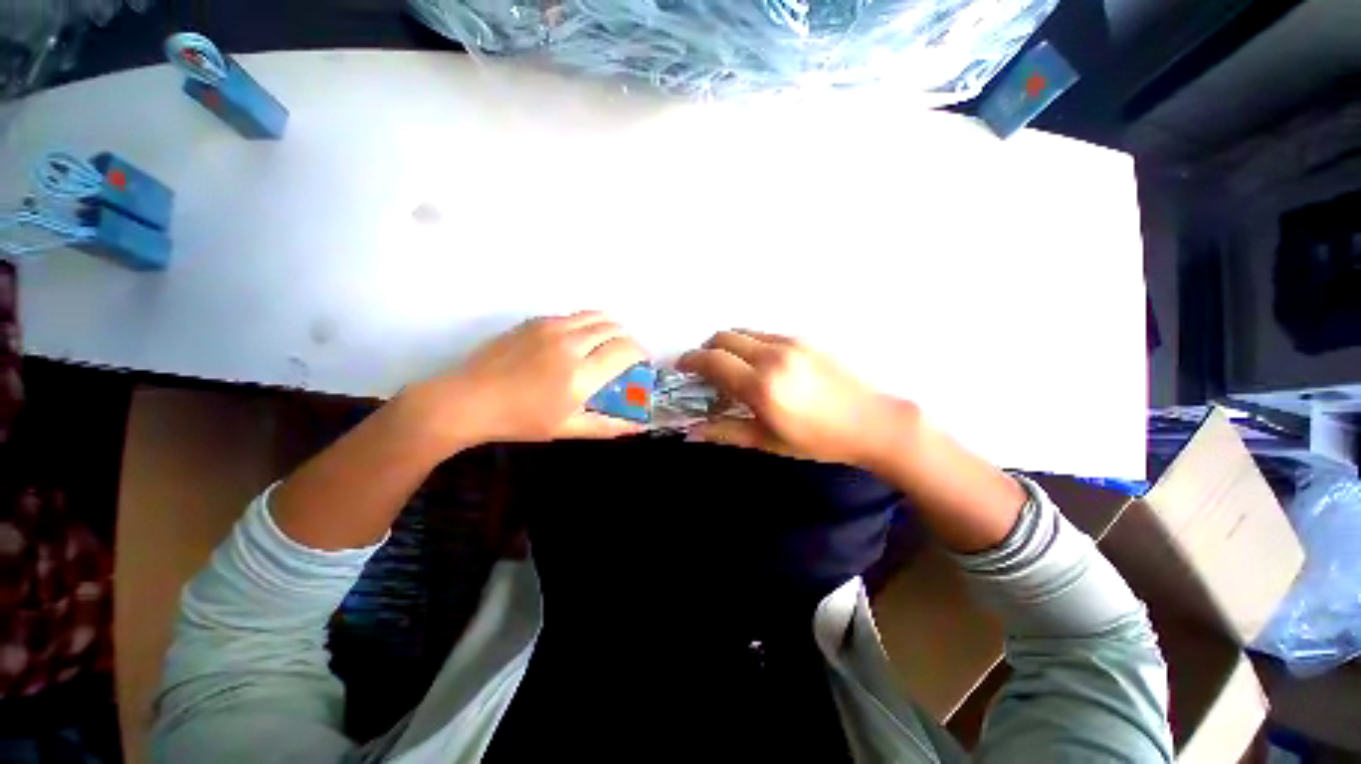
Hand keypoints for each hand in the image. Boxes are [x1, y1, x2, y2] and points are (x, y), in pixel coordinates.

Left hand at [402, 311, 646, 449]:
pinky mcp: (536, 321)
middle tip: (626, 355)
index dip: (641, 352)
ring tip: (607, 342)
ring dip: (610, 327)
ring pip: (595, 316)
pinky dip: (586, 324)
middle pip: (614, 328)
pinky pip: (573, 316)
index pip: (626, 350)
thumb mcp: (567, 428)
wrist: (468, 400)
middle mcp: (571, 344)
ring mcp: (552, 328)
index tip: (642, 361)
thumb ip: (607, 426)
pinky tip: (578, 340)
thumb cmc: (520, 420)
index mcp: (581, 374)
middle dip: (628, 339)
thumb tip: (638, 426)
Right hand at [677, 330, 915, 468]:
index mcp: (760, 385)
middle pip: (724, 337)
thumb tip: (691, 432)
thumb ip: (725, 432)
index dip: (691, 360)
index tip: (681, 367)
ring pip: (744, 332)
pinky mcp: (804, 339)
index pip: (712, 360)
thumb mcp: (768, 441)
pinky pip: (765, 334)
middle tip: (705, 369)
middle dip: (706, 349)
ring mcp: (790, 343)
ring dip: (728, 345)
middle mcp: (771, 355)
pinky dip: (750, 344)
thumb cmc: (819, 440)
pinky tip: (761, 365)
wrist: (874, 422)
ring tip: (732, 367)